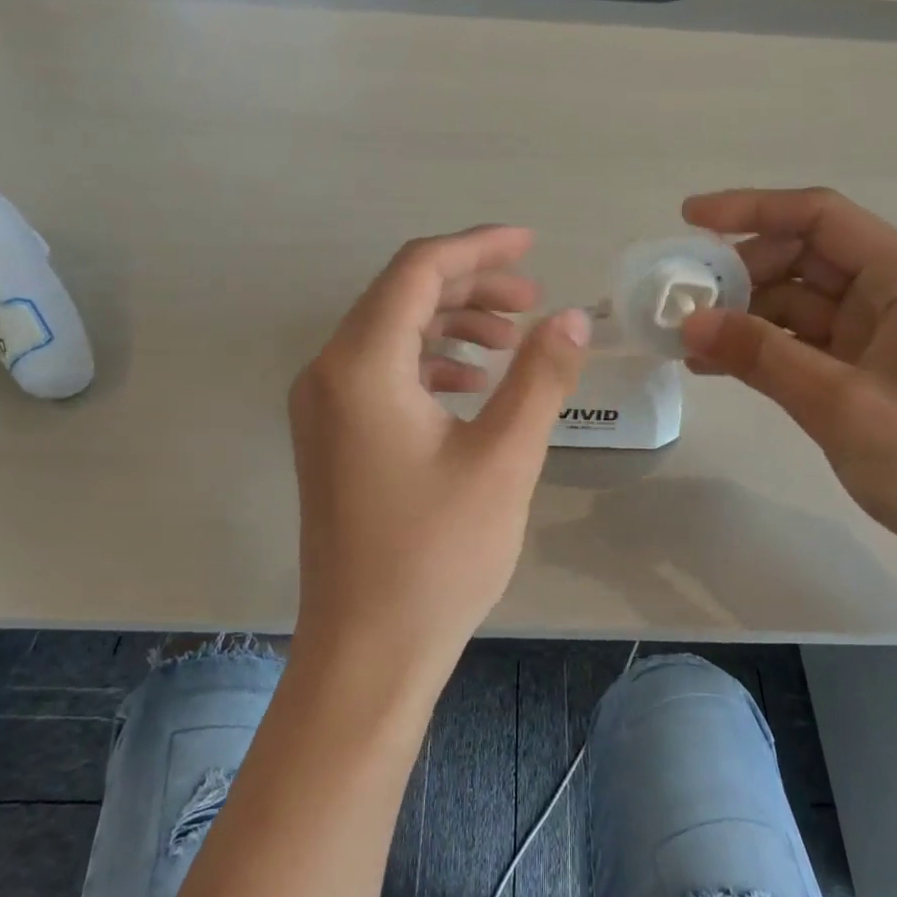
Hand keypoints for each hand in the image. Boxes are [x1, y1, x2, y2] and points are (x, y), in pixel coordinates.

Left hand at [289, 227, 589, 686]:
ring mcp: (323, 409)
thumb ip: (540, 378)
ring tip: (513, 339)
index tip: (532, 245)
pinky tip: (473, 385)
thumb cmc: (438, 555)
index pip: (418, 271)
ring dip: (452, 324)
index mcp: (361, 365)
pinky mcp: (333, 440)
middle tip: (533, 301)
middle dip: (470, 287)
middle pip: (401, 296)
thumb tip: (572, 317)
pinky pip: (382, 374)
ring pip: (391, 334)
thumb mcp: (504, 459)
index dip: (478, 248)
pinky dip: (430, 364)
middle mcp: (328, 374)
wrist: (368, 651)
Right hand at [679, 188, 896, 573]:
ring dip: (745, 316)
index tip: (688, 220)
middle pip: (804, 257)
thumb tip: (690, 321)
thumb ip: (763, 357)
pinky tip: (717, 366)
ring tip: (686, 340)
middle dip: (741, 273)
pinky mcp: (872, 368)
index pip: (819, 216)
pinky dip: (764, 349)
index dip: (750, 209)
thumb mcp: (842, 407)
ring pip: (799, 302)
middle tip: (681, 304)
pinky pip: (806, 343)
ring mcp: (884, 331)